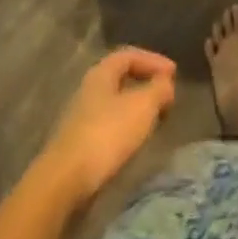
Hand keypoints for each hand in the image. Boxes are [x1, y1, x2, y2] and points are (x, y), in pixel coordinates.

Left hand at [37, 48, 177, 203]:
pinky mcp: (77, 146)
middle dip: (145, 85)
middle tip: (166, 96)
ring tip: (155, 121)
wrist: (63, 183)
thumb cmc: (106, 135)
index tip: (173, 74)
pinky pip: (107, 126)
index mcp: (101, 73)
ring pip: (114, 104)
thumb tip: (166, 83)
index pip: (130, 55)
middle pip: (121, 79)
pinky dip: (125, 128)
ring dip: (136, 108)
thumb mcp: (142, 106)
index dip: (154, 60)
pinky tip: (134, 142)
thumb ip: (159, 90)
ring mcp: (79, 119)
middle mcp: (88, 90)